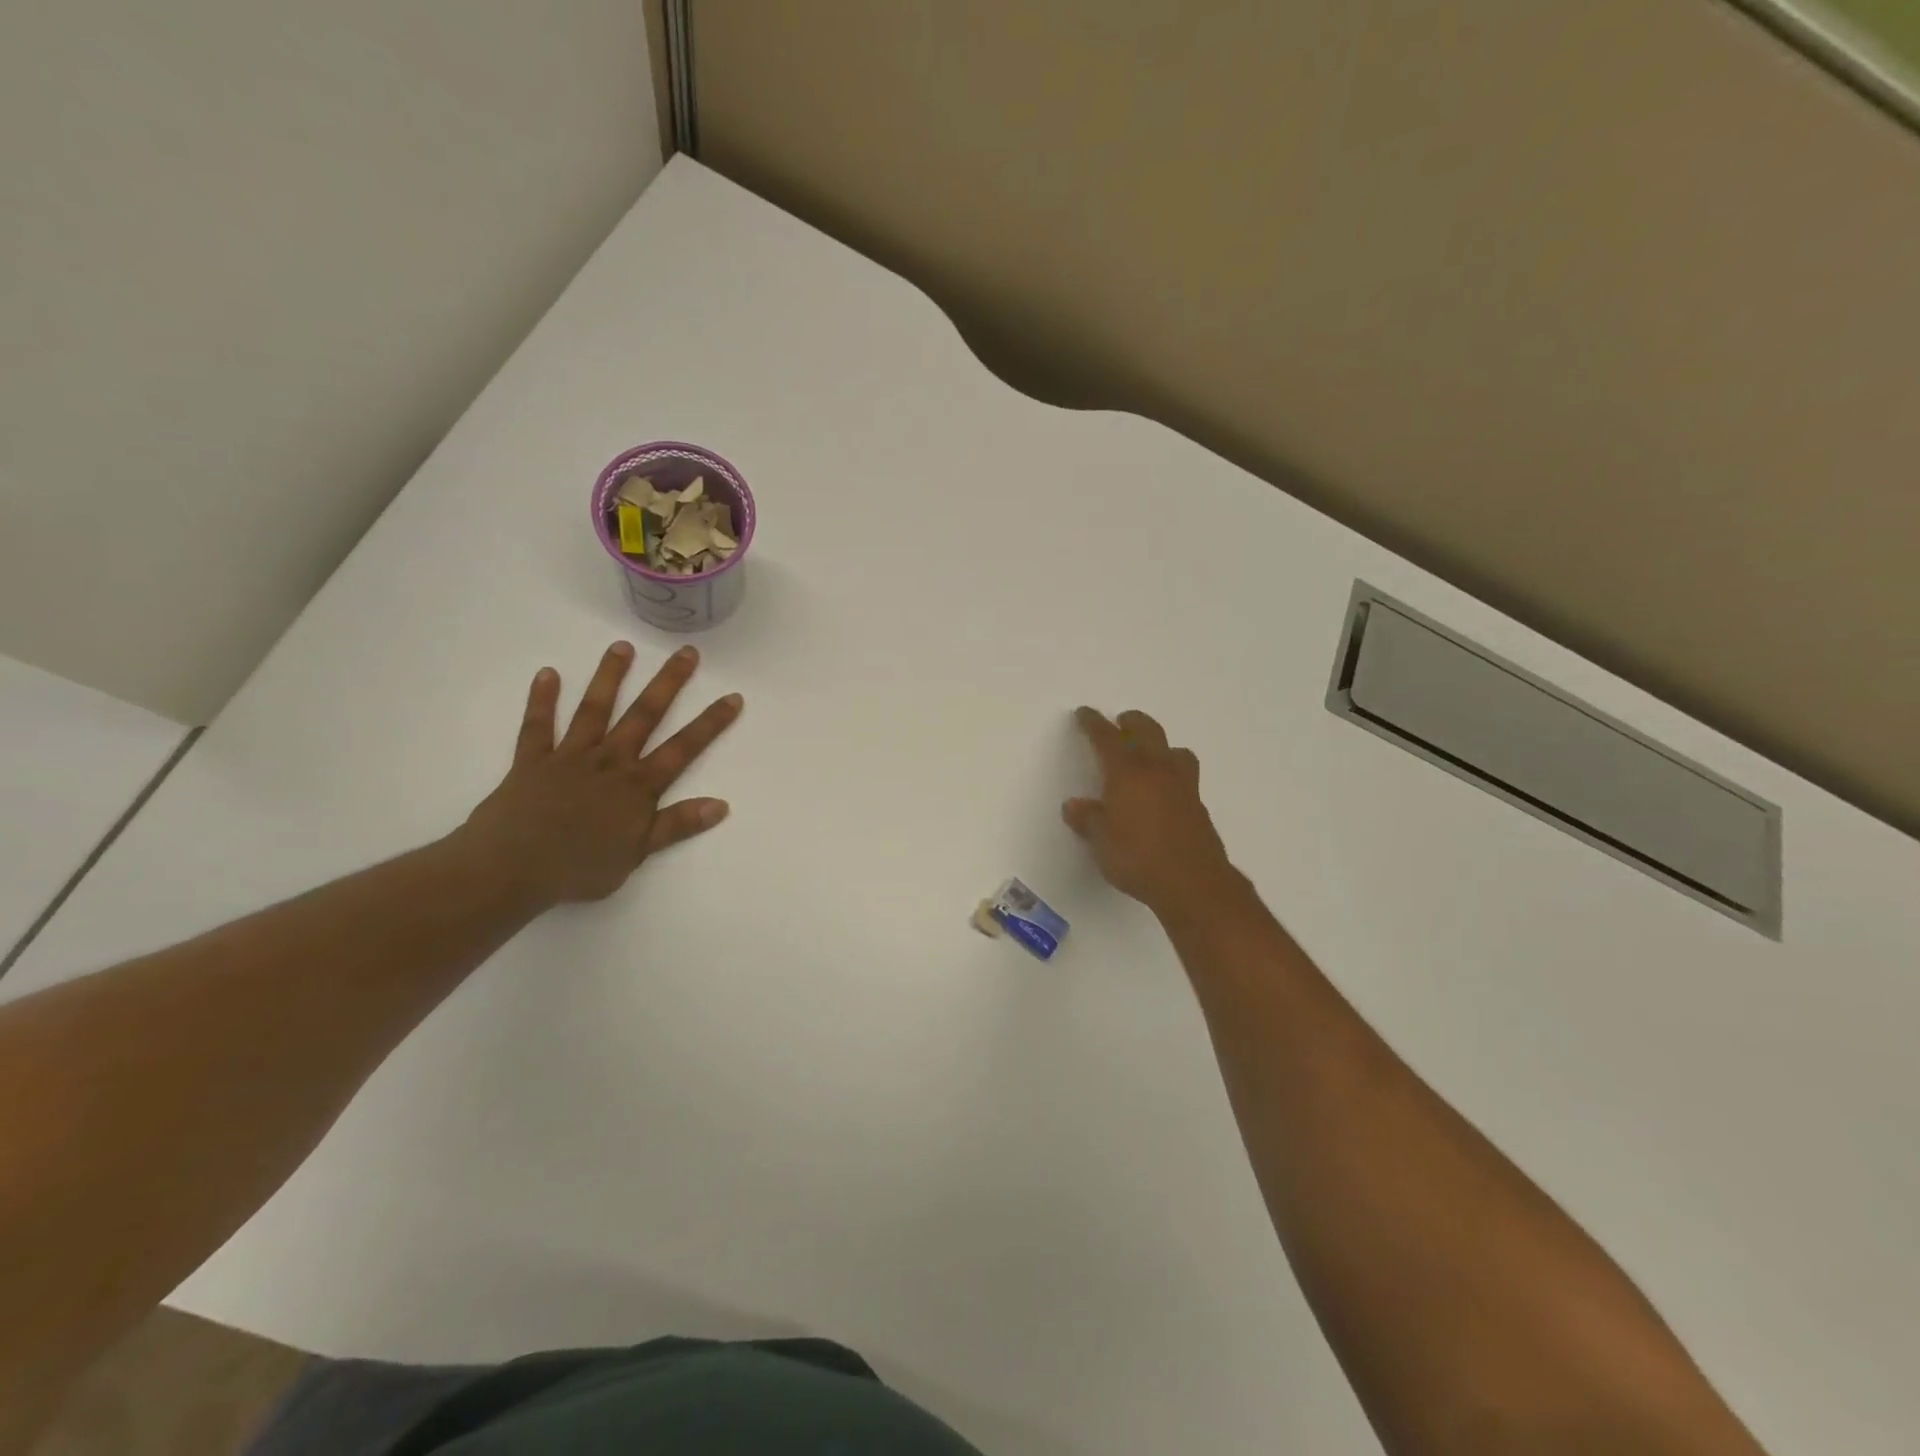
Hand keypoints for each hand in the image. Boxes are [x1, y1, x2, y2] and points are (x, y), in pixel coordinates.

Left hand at [460, 642, 742, 906]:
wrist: (511, 868)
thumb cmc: (579, 867)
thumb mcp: (637, 853)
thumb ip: (676, 825)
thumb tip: (721, 805)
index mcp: (637, 785)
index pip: (684, 748)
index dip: (710, 723)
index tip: (733, 697)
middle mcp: (609, 760)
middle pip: (644, 715)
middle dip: (668, 683)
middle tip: (686, 653)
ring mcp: (569, 756)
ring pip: (594, 709)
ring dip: (609, 677)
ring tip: (623, 646)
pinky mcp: (532, 760)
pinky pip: (537, 725)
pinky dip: (542, 699)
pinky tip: (548, 674)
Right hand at [1064, 707, 1236, 917]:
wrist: (1193, 883)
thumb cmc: (1138, 858)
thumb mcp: (1101, 842)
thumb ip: (1088, 819)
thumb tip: (1074, 805)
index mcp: (1127, 772)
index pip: (1107, 738)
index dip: (1094, 723)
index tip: (1085, 713)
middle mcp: (1157, 770)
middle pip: (1147, 730)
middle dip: (1131, 722)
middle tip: (1120, 723)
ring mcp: (1183, 786)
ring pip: (1174, 750)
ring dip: (1160, 746)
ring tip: (1150, 756)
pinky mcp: (1198, 806)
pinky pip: (1184, 776)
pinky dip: (1172, 774)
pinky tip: (1164, 792)